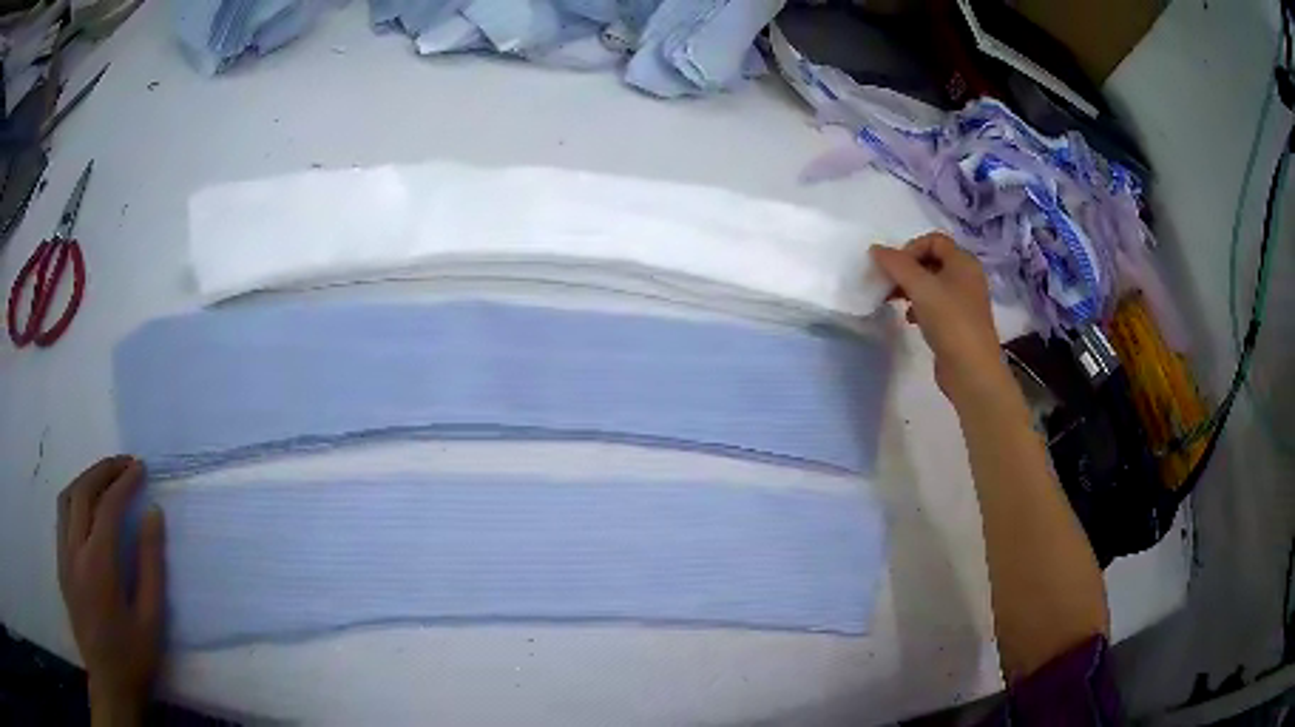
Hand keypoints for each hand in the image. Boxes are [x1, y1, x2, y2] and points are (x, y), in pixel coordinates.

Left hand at [57, 456, 164, 724]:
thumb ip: (151, 565)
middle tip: (124, 463)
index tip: (141, 467)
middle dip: (103, 470)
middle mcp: (75, 551)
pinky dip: (74, 499)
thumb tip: (153, 514)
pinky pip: (62, 517)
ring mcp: (63, 556)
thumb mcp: (151, 619)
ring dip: (85, 480)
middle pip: (82, 492)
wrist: (109, 685)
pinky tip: (86, 508)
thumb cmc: (133, 657)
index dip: (124, 482)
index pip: (108, 506)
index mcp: (99, 564)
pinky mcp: (60, 565)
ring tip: (104, 478)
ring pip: (66, 498)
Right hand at [870, 234, 1010, 405]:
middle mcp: (967, 277)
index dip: (911, 248)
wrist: (972, 370)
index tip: (895, 268)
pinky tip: (910, 319)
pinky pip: (936, 305)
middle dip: (907, 269)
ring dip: (911, 288)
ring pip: (932, 284)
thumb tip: (875, 249)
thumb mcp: (920, 287)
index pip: (934, 240)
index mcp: (963, 262)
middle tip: (888, 284)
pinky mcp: (958, 323)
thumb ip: (897, 265)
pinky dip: (919, 307)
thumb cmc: (950, 321)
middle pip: (932, 261)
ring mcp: (964, 301)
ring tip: (894, 301)